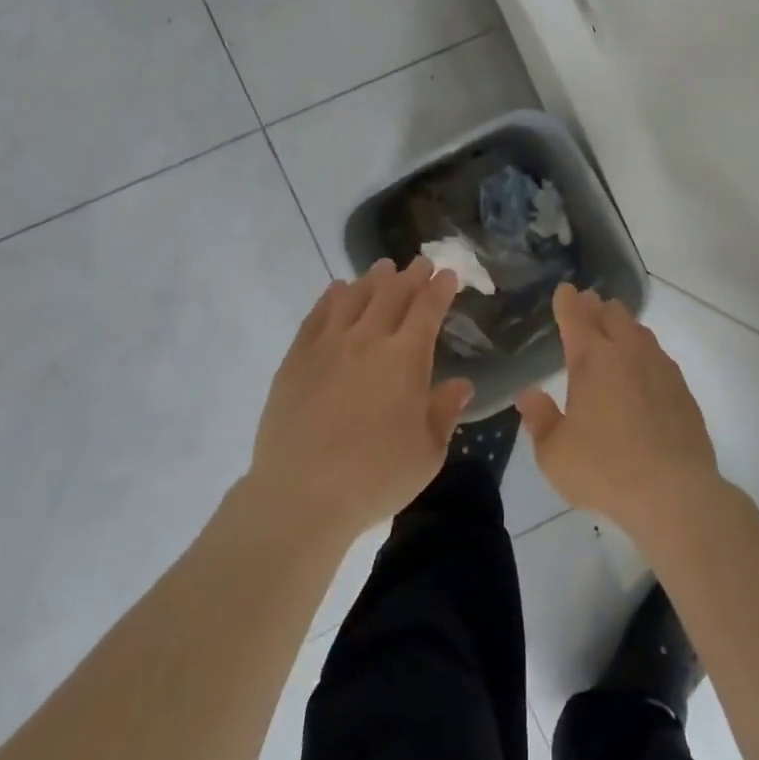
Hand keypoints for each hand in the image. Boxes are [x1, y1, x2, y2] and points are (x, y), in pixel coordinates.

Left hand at [249, 258, 473, 542]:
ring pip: (354, 296)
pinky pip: (317, 315)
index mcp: (406, 357)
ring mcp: (328, 345)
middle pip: (392, 293)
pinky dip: (332, 297)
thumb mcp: (428, 452)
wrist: (301, 495)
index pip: (427, 308)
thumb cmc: (376, 476)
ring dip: (372, 279)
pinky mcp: (296, 358)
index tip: (448, 275)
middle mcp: (368, 339)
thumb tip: (462, 384)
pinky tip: (337, 291)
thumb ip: (445, 411)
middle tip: (420, 264)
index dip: (440, 288)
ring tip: (382, 270)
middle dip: (410, 275)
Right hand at [518, 285, 722, 538]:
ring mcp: (659, 368)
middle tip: (587, 305)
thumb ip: (539, 419)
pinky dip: (644, 351)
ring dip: (623, 325)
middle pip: (612, 315)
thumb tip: (529, 395)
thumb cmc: (605, 469)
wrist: (674, 492)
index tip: (564, 291)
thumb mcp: (554, 453)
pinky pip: (659, 356)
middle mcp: (627, 353)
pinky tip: (643, 367)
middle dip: (596, 307)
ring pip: (639, 331)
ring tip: (615, 330)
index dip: (567, 301)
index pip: (576, 317)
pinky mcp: (681, 388)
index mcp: (592, 360)